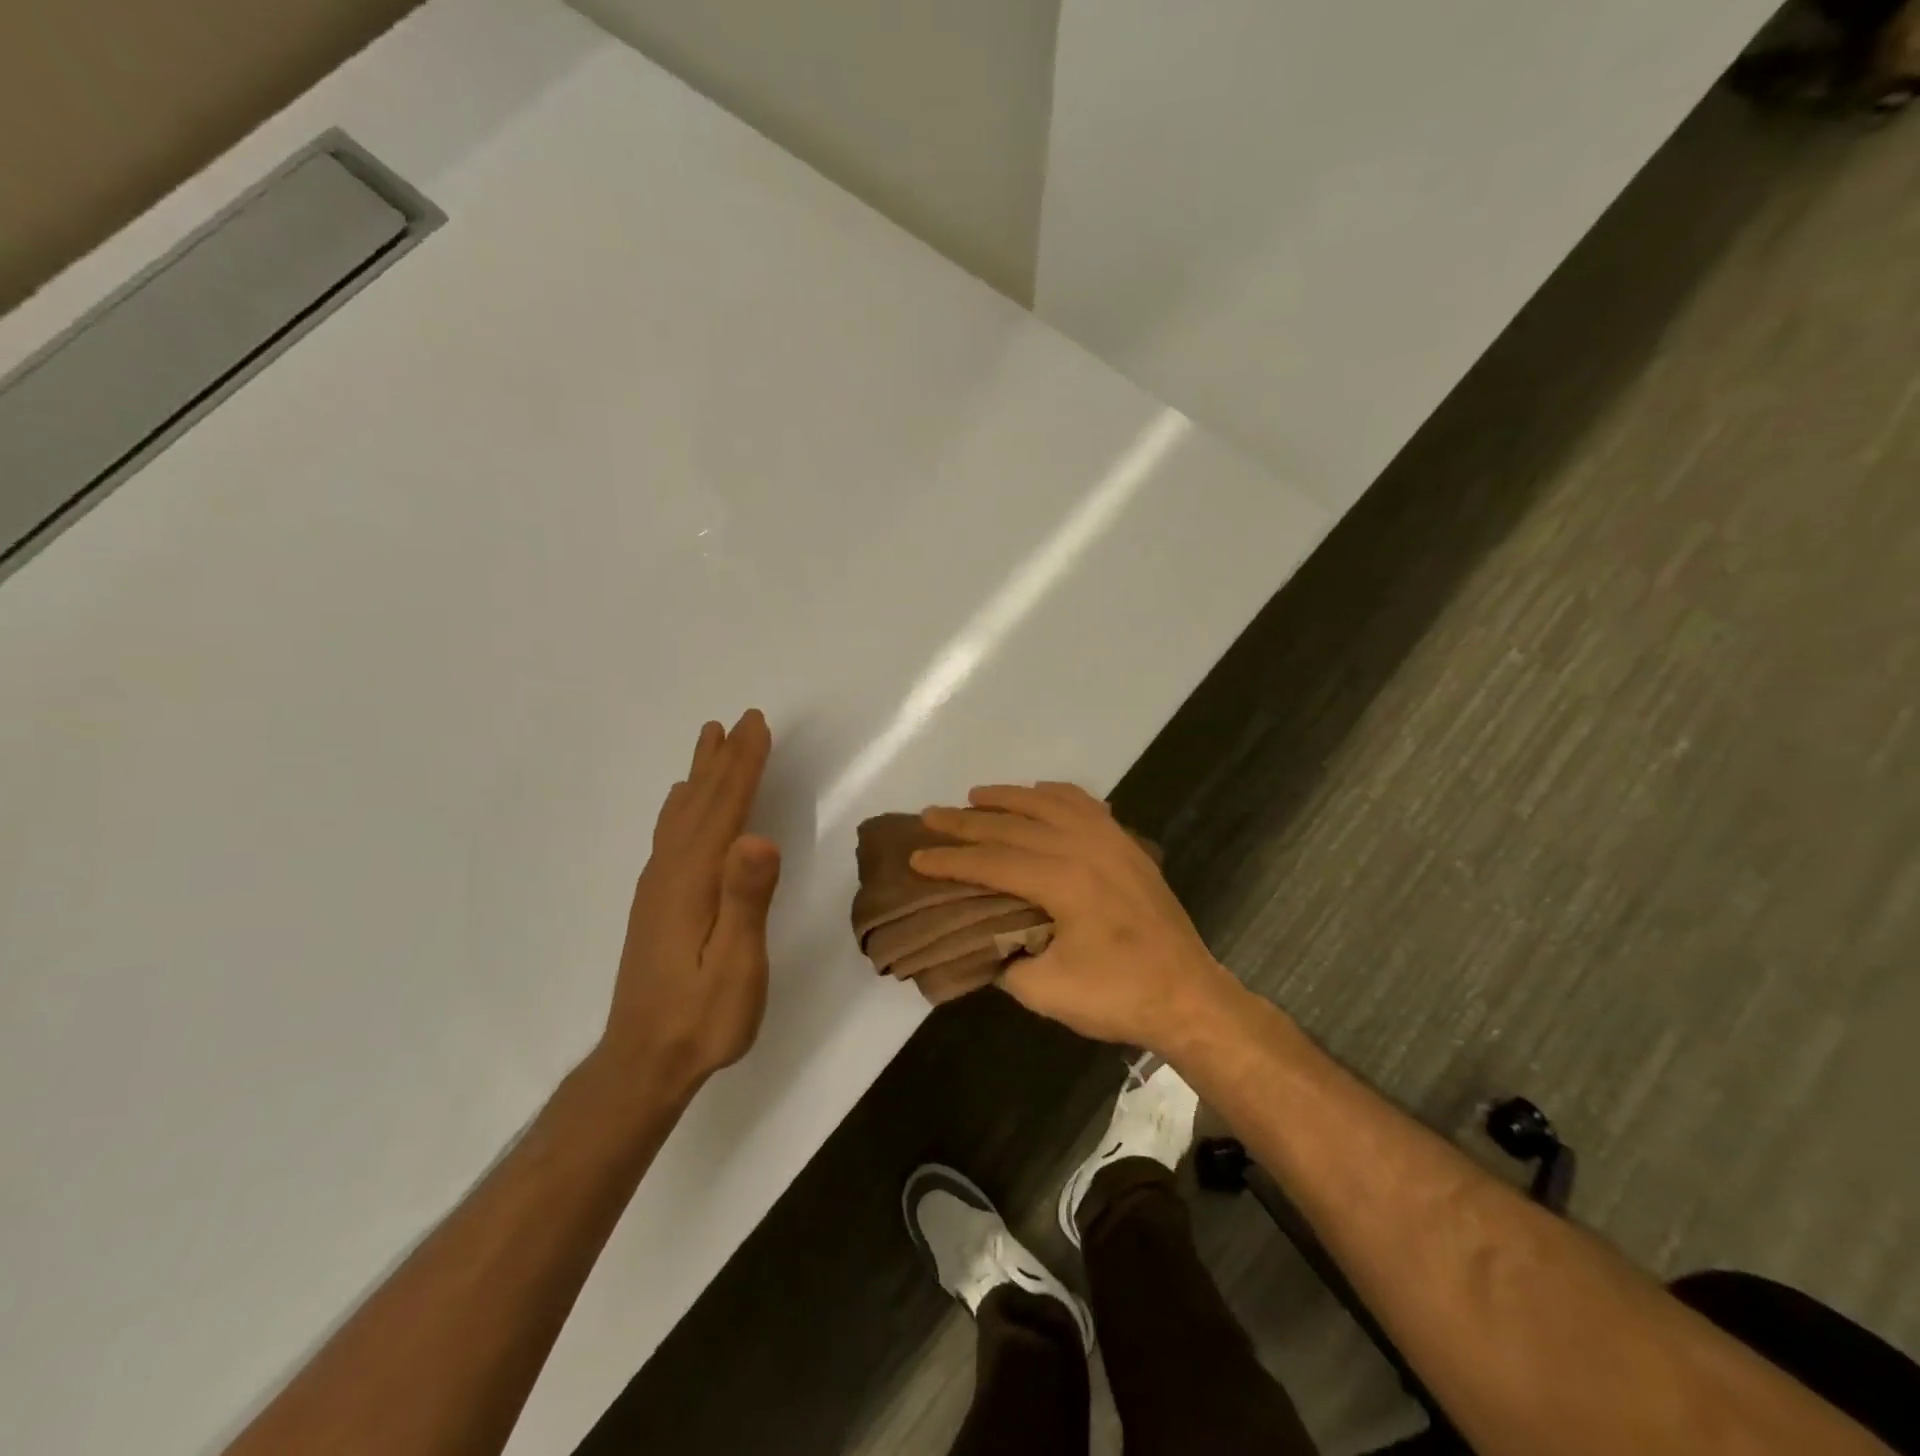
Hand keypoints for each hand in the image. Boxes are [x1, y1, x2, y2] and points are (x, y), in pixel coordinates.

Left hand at [600, 711, 781, 1097]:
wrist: (644, 1062)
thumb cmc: (702, 1016)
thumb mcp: (735, 965)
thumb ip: (746, 900)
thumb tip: (757, 837)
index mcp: (693, 880)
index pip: (724, 808)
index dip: (743, 765)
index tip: (757, 725)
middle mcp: (669, 872)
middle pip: (700, 803)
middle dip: (723, 759)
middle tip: (739, 720)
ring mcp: (658, 888)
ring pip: (682, 815)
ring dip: (701, 776)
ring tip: (709, 743)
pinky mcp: (656, 903)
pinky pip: (673, 834)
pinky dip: (684, 806)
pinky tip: (683, 807)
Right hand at [915, 784, 1243, 1051]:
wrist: (1188, 995)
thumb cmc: (1118, 995)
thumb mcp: (1046, 991)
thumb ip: (1004, 960)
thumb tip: (981, 938)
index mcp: (1061, 880)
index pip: (991, 861)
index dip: (950, 860)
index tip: (916, 856)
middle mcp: (1083, 846)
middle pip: (1012, 825)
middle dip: (966, 821)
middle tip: (930, 816)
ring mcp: (1110, 839)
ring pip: (1048, 803)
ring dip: (1008, 797)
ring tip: (975, 796)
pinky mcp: (1127, 844)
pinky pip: (1085, 804)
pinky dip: (1055, 794)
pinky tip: (1039, 794)